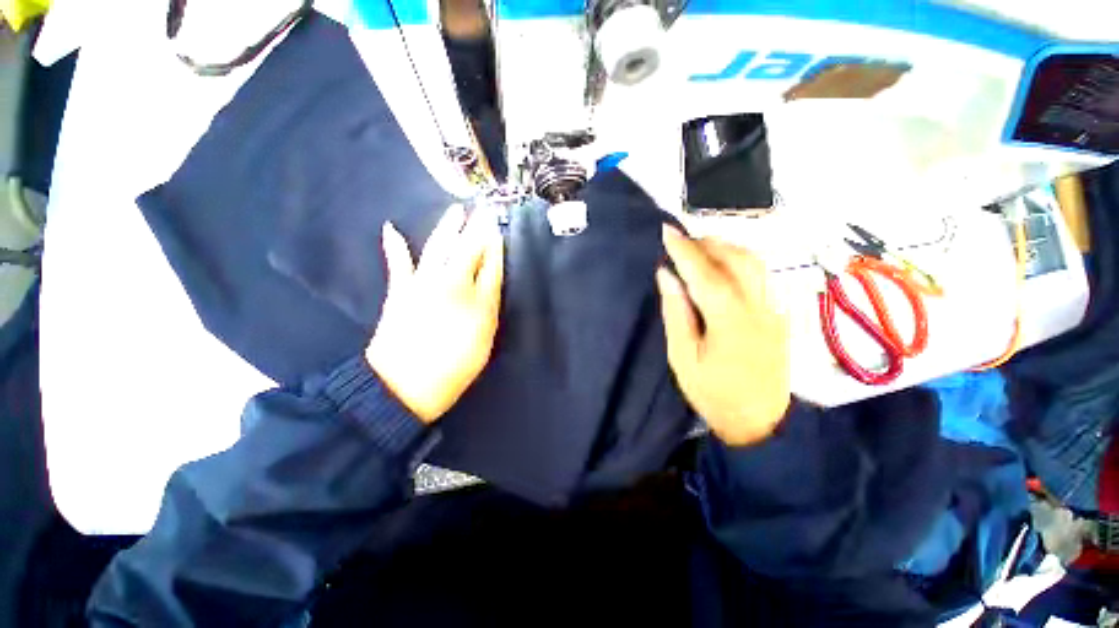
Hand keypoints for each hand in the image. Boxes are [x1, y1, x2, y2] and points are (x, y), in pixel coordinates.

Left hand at [367, 205, 503, 423]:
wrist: (404, 386)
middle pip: (467, 249)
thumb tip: (491, 278)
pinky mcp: (400, 291)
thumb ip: (489, 305)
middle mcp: (451, 283)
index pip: (490, 264)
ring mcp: (423, 284)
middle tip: (485, 210)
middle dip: (477, 228)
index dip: (495, 246)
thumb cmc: (454, 367)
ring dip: (448, 227)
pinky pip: (398, 263)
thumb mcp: (484, 339)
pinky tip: (390, 228)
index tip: (499, 229)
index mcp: (475, 298)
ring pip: (439, 247)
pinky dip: (394, 246)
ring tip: (456, 211)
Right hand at [656, 225, 790, 445]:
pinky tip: (725, 265)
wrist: (760, 421)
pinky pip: (762, 275)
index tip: (667, 231)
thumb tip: (667, 276)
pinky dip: (740, 260)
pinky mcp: (780, 314)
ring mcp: (774, 309)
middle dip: (706, 243)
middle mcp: (758, 307)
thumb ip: (676, 313)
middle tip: (681, 240)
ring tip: (700, 247)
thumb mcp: (683, 357)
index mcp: (729, 320)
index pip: (705, 273)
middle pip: (736, 259)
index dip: (684, 250)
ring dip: (726, 248)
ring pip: (754, 263)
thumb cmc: (713, 392)